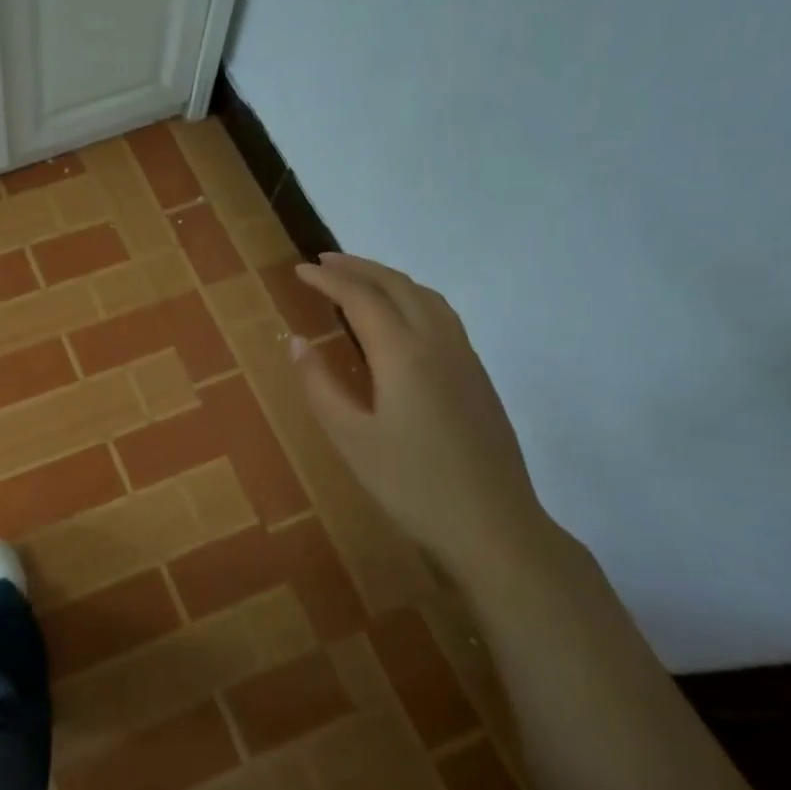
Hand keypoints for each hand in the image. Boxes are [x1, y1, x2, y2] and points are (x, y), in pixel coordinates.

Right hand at [292, 253, 548, 579]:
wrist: (493, 526)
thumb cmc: (411, 485)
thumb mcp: (350, 438)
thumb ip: (319, 386)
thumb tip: (297, 342)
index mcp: (403, 354)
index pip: (361, 298)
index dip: (328, 280)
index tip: (299, 271)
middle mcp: (438, 342)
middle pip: (397, 285)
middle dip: (358, 267)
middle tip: (323, 263)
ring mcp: (464, 357)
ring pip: (426, 296)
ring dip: (388, 278)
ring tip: (358, 280)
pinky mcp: (478, 376)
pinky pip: (442, 315)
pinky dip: (412, 297)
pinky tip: (400, 317)